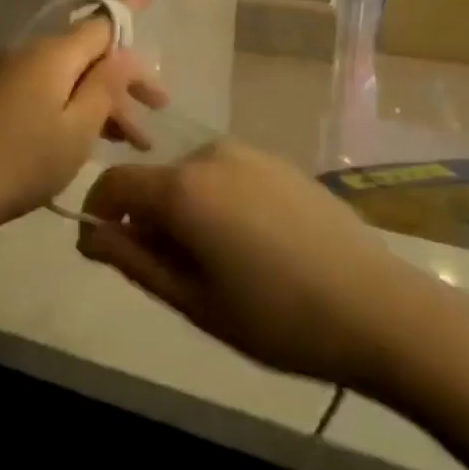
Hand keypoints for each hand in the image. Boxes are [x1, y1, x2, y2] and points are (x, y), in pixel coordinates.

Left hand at [0, 0, 167, 230]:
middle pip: (90, 54)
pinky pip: (50, 89)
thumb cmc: (24, 159)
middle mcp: (32, 53)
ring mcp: (12, 73)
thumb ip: (105, 86)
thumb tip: (124, 52)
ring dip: (104, 101)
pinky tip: (94, 136)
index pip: (102, 21)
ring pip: (71, 76)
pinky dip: (76, 106)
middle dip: (126, 78)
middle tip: (160, 108)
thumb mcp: (78, 128)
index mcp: (54, 54)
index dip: (130, 7)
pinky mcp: (0, 95)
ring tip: (133, 141)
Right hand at [76, 138, 455, 390]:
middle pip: (155, 181)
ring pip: (191, 178)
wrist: (379, 307)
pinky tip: (252, 244)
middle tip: (173, 274)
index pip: (114, 183)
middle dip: (147, 219)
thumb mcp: (194, 300)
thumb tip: (90, 236)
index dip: (97, 212)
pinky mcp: (278, 162)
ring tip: (217, 262)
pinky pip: (226, 175)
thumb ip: (133, 261)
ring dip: (185, 210)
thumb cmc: (276, 316)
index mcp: (182, 187)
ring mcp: (248, 153)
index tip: (103, 249)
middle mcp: (209, 154)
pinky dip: (218, 201)